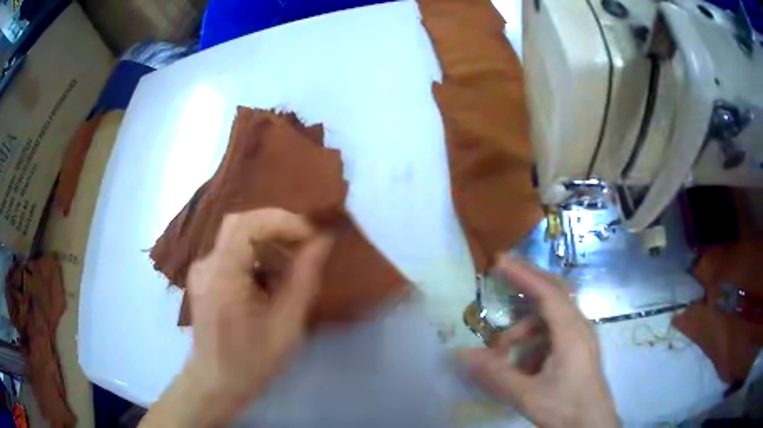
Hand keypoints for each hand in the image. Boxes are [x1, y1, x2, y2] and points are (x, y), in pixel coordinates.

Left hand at [141, 208, 331, 427]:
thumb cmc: (253, 361)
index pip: (246, 224)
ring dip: (268, 243)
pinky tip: (270, 280)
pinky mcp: (204, 276)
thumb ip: (303, 278)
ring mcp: (201, 269)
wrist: (216, 382)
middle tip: (306, 245)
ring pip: (237, 236)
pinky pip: (232, 252)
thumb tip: (322, 240)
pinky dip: (256, 256)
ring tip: (292, 267)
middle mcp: (205, 265)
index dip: (281, 221)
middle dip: (277, 227)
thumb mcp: (286, 325)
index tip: (311, 237)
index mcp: (222, 276)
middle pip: (240, 224)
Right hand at [466, 255, 617, 427]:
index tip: (499, 261)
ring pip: (550, 317)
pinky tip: (523, 365)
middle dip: (528, 281)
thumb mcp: (527, 395)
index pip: (547, 292)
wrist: (592, 425)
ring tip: (503, 353)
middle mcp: (579, 326)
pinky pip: (554, 333)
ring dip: (525, 327)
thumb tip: (463, 355)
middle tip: (502, 273)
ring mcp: (581, 337)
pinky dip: (534, 340)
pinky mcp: (579, 349)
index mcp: (571, 332)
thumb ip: (496, 375)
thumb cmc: (565, 407)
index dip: (523, 274)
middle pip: (554, 292)